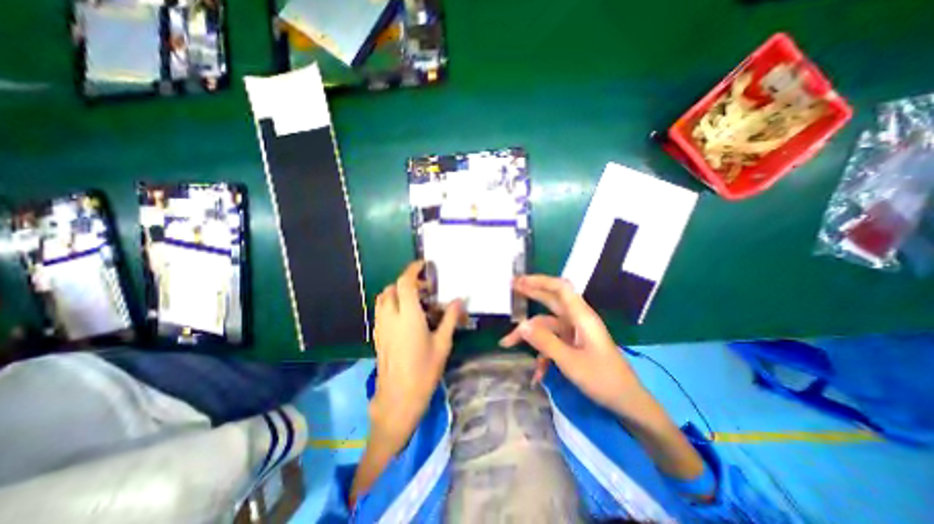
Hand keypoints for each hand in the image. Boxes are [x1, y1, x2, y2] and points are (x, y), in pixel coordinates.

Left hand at [369, 260, 462, 445]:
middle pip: (392, 288)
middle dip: (406, 282)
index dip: (412, 270)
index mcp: (408, 316)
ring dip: (396, 292)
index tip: (423, 265)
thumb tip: (460, 300)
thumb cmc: (424, 371)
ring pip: (383, 298)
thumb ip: (450, 318)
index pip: (405, 283)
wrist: (398, 399)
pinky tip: (404, 316)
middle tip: (424, 288)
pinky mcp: (377, 336)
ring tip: (414, 299)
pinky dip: (390, 304)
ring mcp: (381, 327)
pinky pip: (381, 311)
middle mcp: (391, 317)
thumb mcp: (443, 344)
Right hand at [500, 274, 646, 416]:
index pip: (560, 288)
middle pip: (551, 300)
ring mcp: (575, 332)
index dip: (539, 281)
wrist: (627, 402)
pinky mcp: (573, 344)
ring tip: (507, 343)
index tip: (519, 281)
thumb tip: (522, 325)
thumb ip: (545, 341)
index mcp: (581, 317)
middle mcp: (577, 319)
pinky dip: (542, 354)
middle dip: (531, 293)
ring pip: (546, 325)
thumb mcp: (570, 362)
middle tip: (511, 288)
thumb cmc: (602, 379)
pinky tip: (537, 374)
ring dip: (529, 335)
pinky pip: (552, 342)